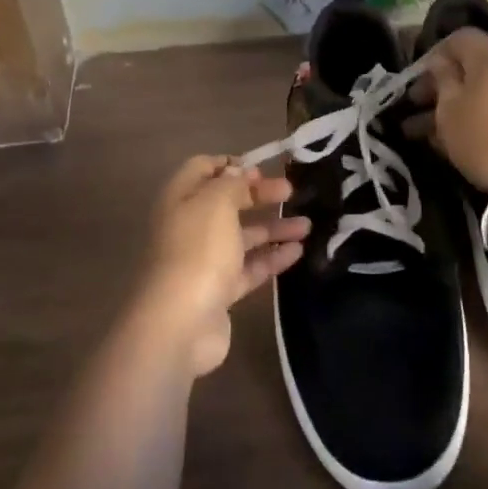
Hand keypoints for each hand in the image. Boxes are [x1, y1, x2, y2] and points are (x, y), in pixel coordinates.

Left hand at [137, 156, 309, 376]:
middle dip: (258, 195)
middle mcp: (189, 226)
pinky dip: (272, 258)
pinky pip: (249, 267)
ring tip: (307, 225)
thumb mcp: (217, 203)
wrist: (180, 323)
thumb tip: (238, 174)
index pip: (202, 169)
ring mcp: (204, 260)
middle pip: (227, 202)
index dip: (230, 165)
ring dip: (272, 228)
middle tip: (291, 191)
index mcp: (181, 199)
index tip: (261, 168)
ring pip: (242, 237)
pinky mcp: (219, 291)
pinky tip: (298, 252)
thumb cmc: (198, 250)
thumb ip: (231, 184)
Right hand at [403, 27, 487, 194]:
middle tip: (414, 110)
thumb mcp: (450, 111)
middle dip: (440, 88)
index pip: (457, 39)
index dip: (432, 56)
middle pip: (470, 67)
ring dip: (455, 109)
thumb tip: (440, 63)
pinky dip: (477, 121)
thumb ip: (442, 81)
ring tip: (427, 135)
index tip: (414, 82)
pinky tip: (458, 145)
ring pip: (482, 93)